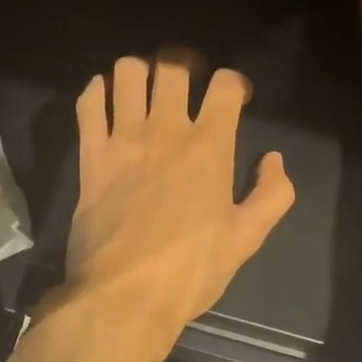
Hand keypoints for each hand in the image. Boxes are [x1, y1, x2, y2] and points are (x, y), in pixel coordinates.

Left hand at [66, 54, 294, 353]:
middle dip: (186, 66)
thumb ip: (272, 194)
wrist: (124, 296)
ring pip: (127, 73)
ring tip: (145, 90)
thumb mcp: (247, 238)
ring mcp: (123, 139)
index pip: (225, 85)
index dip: (235, 82)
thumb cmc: (191, 270)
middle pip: (173, 67)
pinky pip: (88, 104)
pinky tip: (105, 101)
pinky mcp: (90, 156)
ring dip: (140, 72)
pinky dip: (96, 92)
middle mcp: (166, 130)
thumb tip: (274, 160)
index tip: (236, 98)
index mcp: (209, 147)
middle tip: (189, 84)